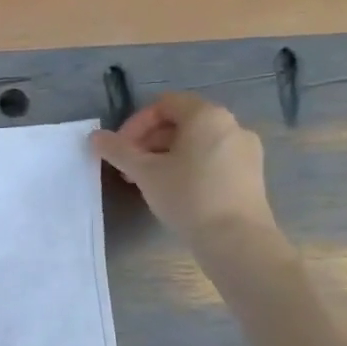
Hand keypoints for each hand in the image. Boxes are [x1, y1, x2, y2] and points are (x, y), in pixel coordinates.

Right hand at [90, 93, 275, 244]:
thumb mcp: (144, 172)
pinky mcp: (251, 175)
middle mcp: (231, 125)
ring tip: (147, 181)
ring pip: (196, 143)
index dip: (136, 123)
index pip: (164, 104)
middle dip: (149, 142)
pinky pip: (213, 158)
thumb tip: (95, 136)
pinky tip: (175, 191)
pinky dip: (189, 166)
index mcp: (207, 116)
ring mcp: (245, 151)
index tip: (121, 149)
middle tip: (129, 167)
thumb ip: (118, 150)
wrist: (236, 240)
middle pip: (181, 122)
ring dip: (166, 155)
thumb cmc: (188, 196)